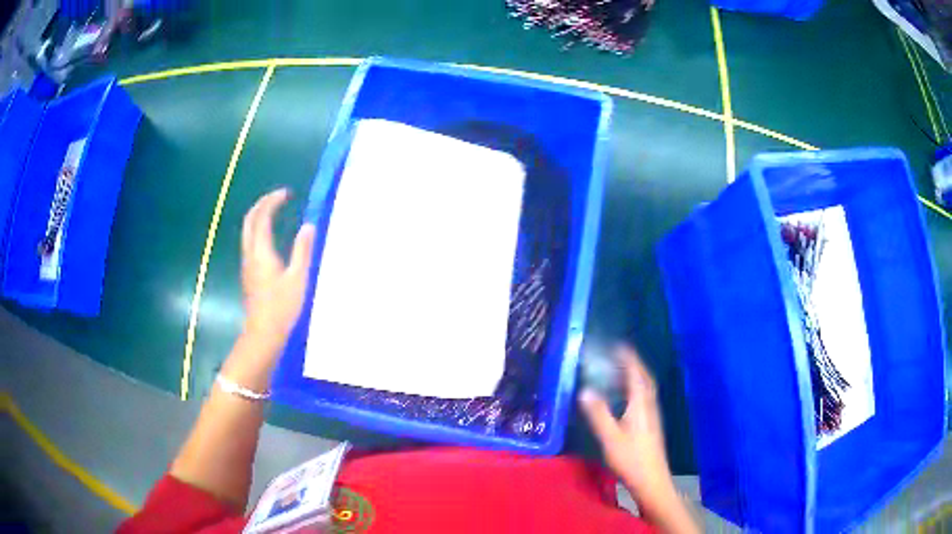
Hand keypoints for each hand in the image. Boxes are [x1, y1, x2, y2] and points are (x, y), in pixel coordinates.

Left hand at [240, 189, 315, 350]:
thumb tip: (308, 226)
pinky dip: (259, 229)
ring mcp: (247, 263)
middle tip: (278, 197)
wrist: (263, 332)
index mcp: (262, 252)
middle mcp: (250, 253)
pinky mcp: (248, 272)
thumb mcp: (298, 278)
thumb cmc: (282, 307)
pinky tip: (270, 234)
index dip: (273, 201)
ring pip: (247, 230)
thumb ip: (303, 250)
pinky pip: (250, 241)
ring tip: (275, 210)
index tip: (287, 193)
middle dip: (262, 204)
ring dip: (259, 215)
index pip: (263, 217)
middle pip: (250, 220)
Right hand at [579, 345, 676, 514]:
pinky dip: (634, 390)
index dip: (628, 359)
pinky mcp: (651, 425)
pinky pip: (643, 399)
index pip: (636, 374)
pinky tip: (624, 399)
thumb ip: (598, 413)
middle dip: (632, 365)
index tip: (618, 346)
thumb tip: (585, 390)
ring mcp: (652, 416)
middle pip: (644, 379)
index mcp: (641, 404)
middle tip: (617, 356)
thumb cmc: (631, 458)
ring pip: (645, 389)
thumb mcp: (610, 437)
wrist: (651, 480)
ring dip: (634, 377)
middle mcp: (649, 406)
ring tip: (618, 373)